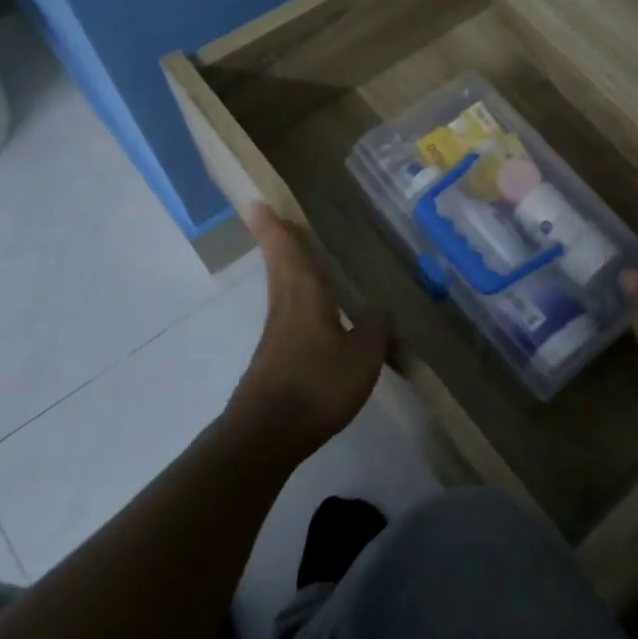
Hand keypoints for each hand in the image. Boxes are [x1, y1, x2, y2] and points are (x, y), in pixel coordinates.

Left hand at [225, 204, 388, 460]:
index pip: (288, 252)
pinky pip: (288, 315)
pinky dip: (297, 300)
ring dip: (286, 268)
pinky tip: (315, 313)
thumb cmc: (316, 386)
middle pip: (280, 266)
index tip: (257, 203)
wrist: (267, 436)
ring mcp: (276, 335)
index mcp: (304, 297)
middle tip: (273, 218)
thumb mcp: (362, 356)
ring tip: (299, 257)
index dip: (274, 227)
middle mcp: (285, 308)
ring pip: (282, 290)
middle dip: (276, 241)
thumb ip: (375, 328)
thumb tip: (380, 307)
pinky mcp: (275, 359)